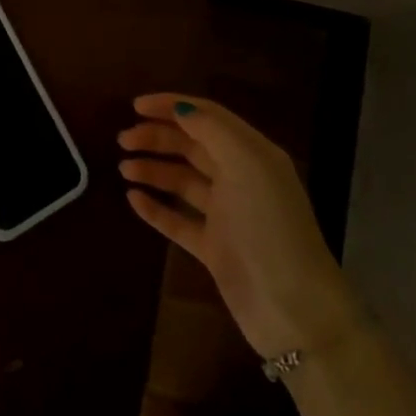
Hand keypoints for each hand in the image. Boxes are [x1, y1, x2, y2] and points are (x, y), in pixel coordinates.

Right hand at [119, 93, 355, 358]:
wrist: (293, 309)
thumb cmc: (269, 227)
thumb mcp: (246, 166)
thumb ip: (213, 131)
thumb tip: (181, 109)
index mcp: (252, 154)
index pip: (208, 117)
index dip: (172, 106)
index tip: (135, 105)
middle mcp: (240, 179)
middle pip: (192, 146)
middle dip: (157, 137)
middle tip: (123, 140)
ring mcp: (226, 215)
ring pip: (183, 181)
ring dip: (153, 169)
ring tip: (124, 168)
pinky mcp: (214, 248)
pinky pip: (178, 220)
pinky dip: (156, 207)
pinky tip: (133, 199)